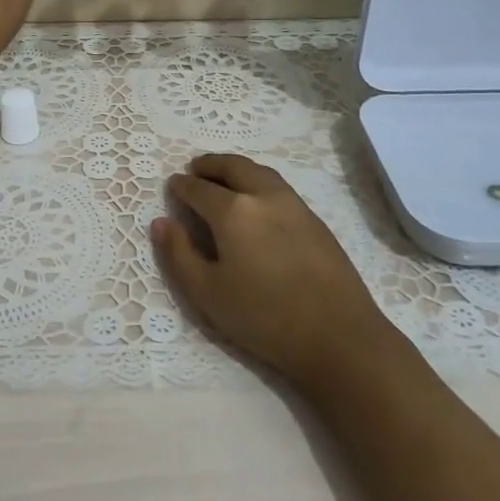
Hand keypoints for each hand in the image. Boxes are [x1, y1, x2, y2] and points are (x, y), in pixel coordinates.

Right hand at [152, 154, 395, 390]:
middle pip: (233, 167)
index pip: (200, 189)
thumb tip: (161, 222)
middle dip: (210, 164)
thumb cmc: (264, 318)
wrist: (339, 336)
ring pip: (259, 172)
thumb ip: (178, 254)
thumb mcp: (208, 293)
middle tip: (195, 167)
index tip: (172, 185)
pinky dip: (258, 180)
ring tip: (224, 176)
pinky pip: (278, 186)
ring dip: (236, 168)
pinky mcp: (315, 220)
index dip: (182, 186)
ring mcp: (294, 205)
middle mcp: (264, 196)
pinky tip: (256, 199)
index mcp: (234, 211)